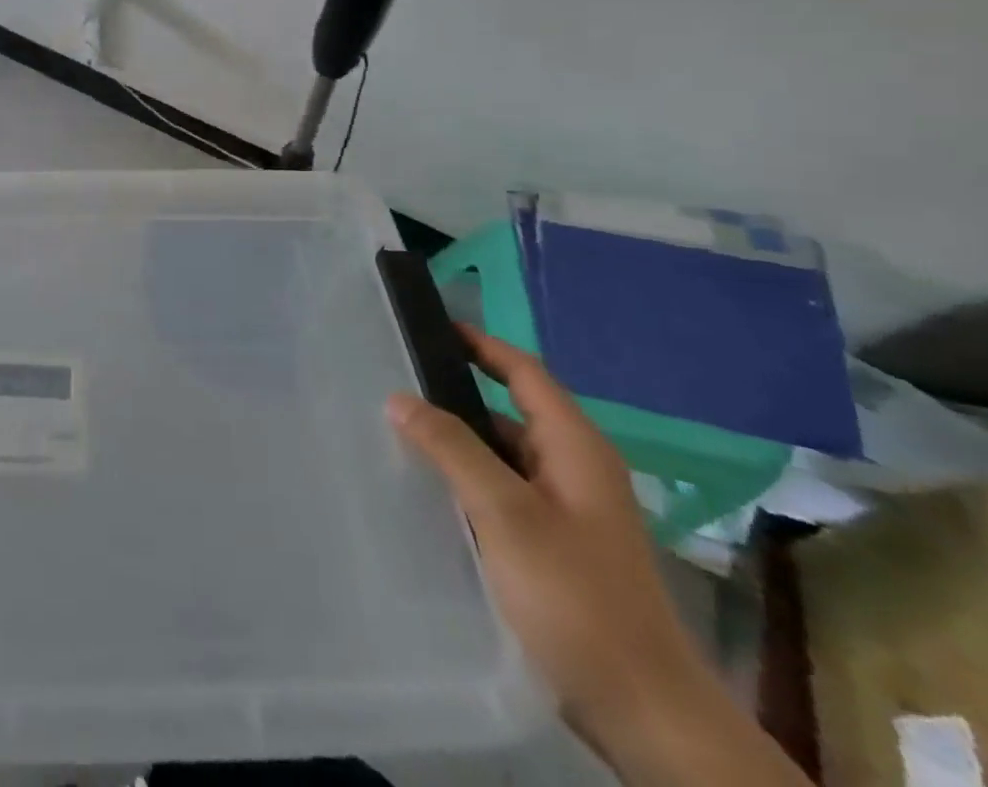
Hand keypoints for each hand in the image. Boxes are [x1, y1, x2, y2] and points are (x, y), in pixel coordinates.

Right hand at [386, 327, 806, 786]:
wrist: (646, 713)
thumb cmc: (577, 597)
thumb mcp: (506, 514)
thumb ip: (452, 448)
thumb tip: (400, 396)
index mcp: (576, 447)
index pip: (524, 371)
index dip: (479, 343)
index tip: (428, 325)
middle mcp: (575, 468)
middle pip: (510, 409)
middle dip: (455, 393)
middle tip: (393, 381)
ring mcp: (568, 510)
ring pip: (503, 454)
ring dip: (458, 440)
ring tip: (396, 431)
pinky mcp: (557, 545)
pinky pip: (504, 491)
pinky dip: (468, 479)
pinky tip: (429, 490)